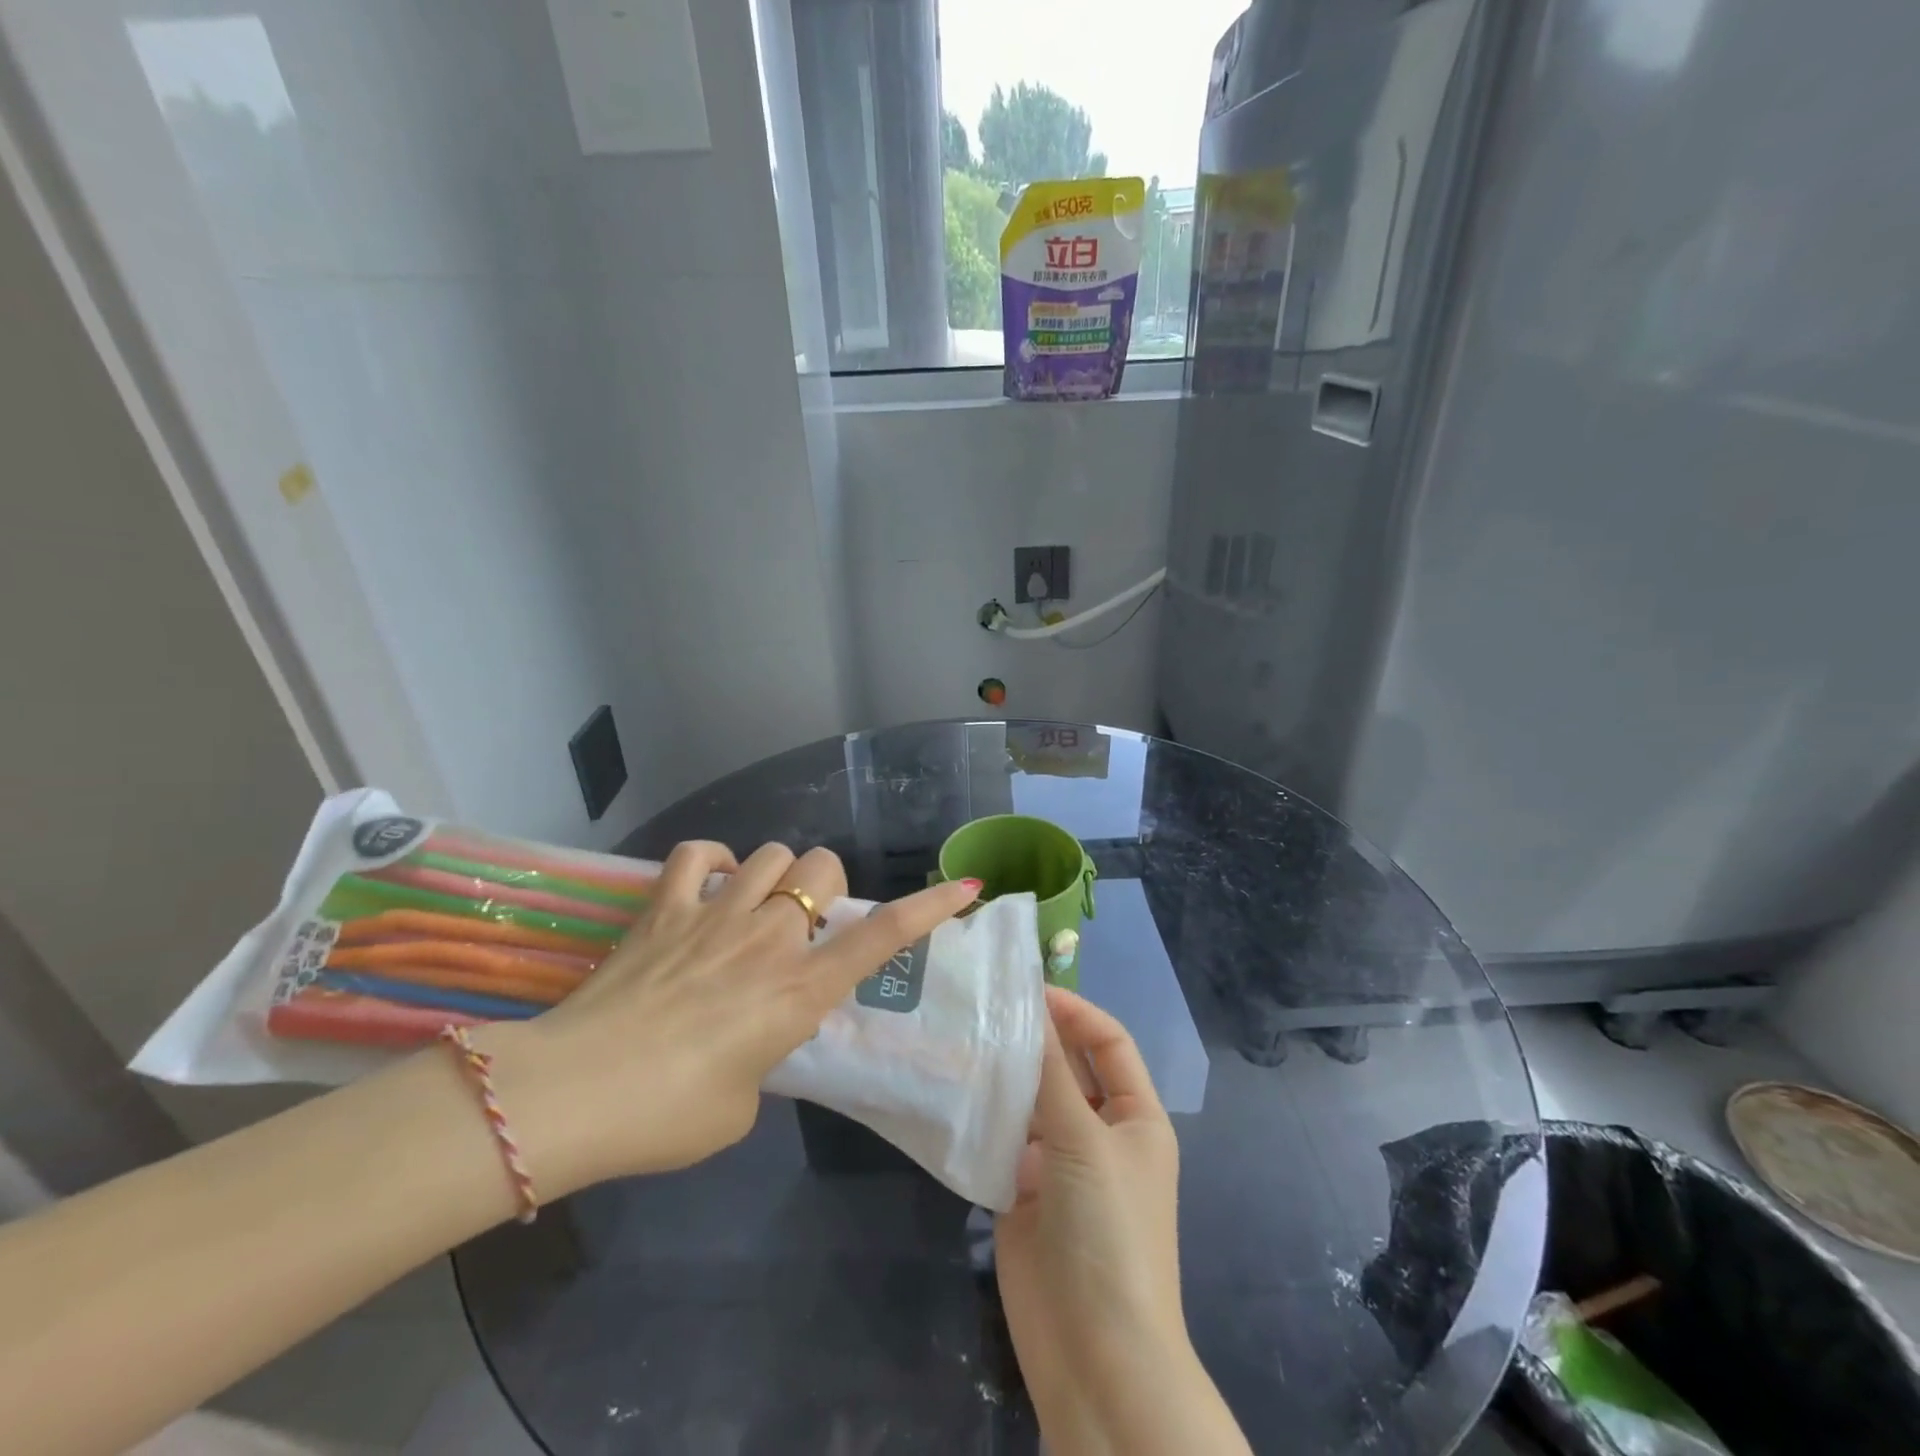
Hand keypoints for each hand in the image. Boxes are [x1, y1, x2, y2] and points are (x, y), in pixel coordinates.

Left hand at [479, 840, 981, 1196]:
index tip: (963, 886)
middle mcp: (768, 939)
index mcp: (799, 991)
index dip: (928, 908)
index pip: (882, 936)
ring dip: (778, 874)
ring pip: (772, 853)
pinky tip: (712, 881)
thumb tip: (750, 1036)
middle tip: (807, 924)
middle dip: (827, 887)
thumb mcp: (742, 1103)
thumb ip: (764, 1056)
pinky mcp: (664, 907)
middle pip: (822, 869)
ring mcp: (714, 913)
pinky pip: (698, 853)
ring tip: (758, 904)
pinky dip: (714, 859)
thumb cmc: (667, 1116)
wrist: (571, 1096)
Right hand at [996, 990, 1249, 1454]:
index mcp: (1136, 1116)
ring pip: (1030, 1102)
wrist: (1095, 1358)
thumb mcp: (1085, 1140)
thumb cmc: (1109, 1232)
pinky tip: (949, 1089)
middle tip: (980, 1004)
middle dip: (1033, 1039)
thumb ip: (1051, 1073)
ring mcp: (1059, 1165)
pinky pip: (1002, 1141)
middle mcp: (1100, 1133)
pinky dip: (981, 1117)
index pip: (1108, 1042)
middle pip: (1067, 1069)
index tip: (1026, 988)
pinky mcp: (1022, 1194)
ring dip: (1002, 1075)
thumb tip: (1029, 1005)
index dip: (1075, 1011)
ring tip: (957, 1036)